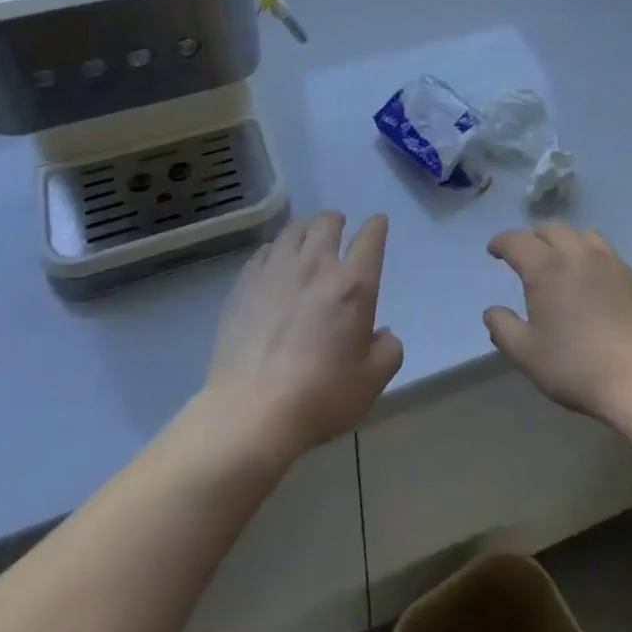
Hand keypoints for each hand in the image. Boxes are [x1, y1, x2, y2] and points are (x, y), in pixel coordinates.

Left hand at [205, 212, 403, 456]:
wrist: (252, 411)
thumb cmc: (321, 395)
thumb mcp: (372, 381)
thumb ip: (388, 350)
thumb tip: (382, 334)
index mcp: (353, 284)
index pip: (370, 238)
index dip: (376, 226)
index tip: (377, 223)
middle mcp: (316, 266)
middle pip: (327, 222)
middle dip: (336, 220)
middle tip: (338, 229)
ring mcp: (275, 271)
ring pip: (293, 230)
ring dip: (305, 230)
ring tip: (306, 241)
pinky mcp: (244, 284)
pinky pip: (263, 251)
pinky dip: (274, 250)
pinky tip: (273, 264)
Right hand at [484, 222, 631, 421]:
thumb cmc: (577, 367)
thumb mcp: (527, 354)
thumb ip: (503, 328)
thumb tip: (491, 311)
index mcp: (547, 268)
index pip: (517, 240)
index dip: (501, 242)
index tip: (494, 250)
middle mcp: (578, 254)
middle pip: (552, 228)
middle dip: (534, 236)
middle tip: (526, 253)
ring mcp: (611, 263)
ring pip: (583, 234)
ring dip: (565, 240)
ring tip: (560, 259)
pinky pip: (606, 253)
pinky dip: (590, 255)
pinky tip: (592, 278)